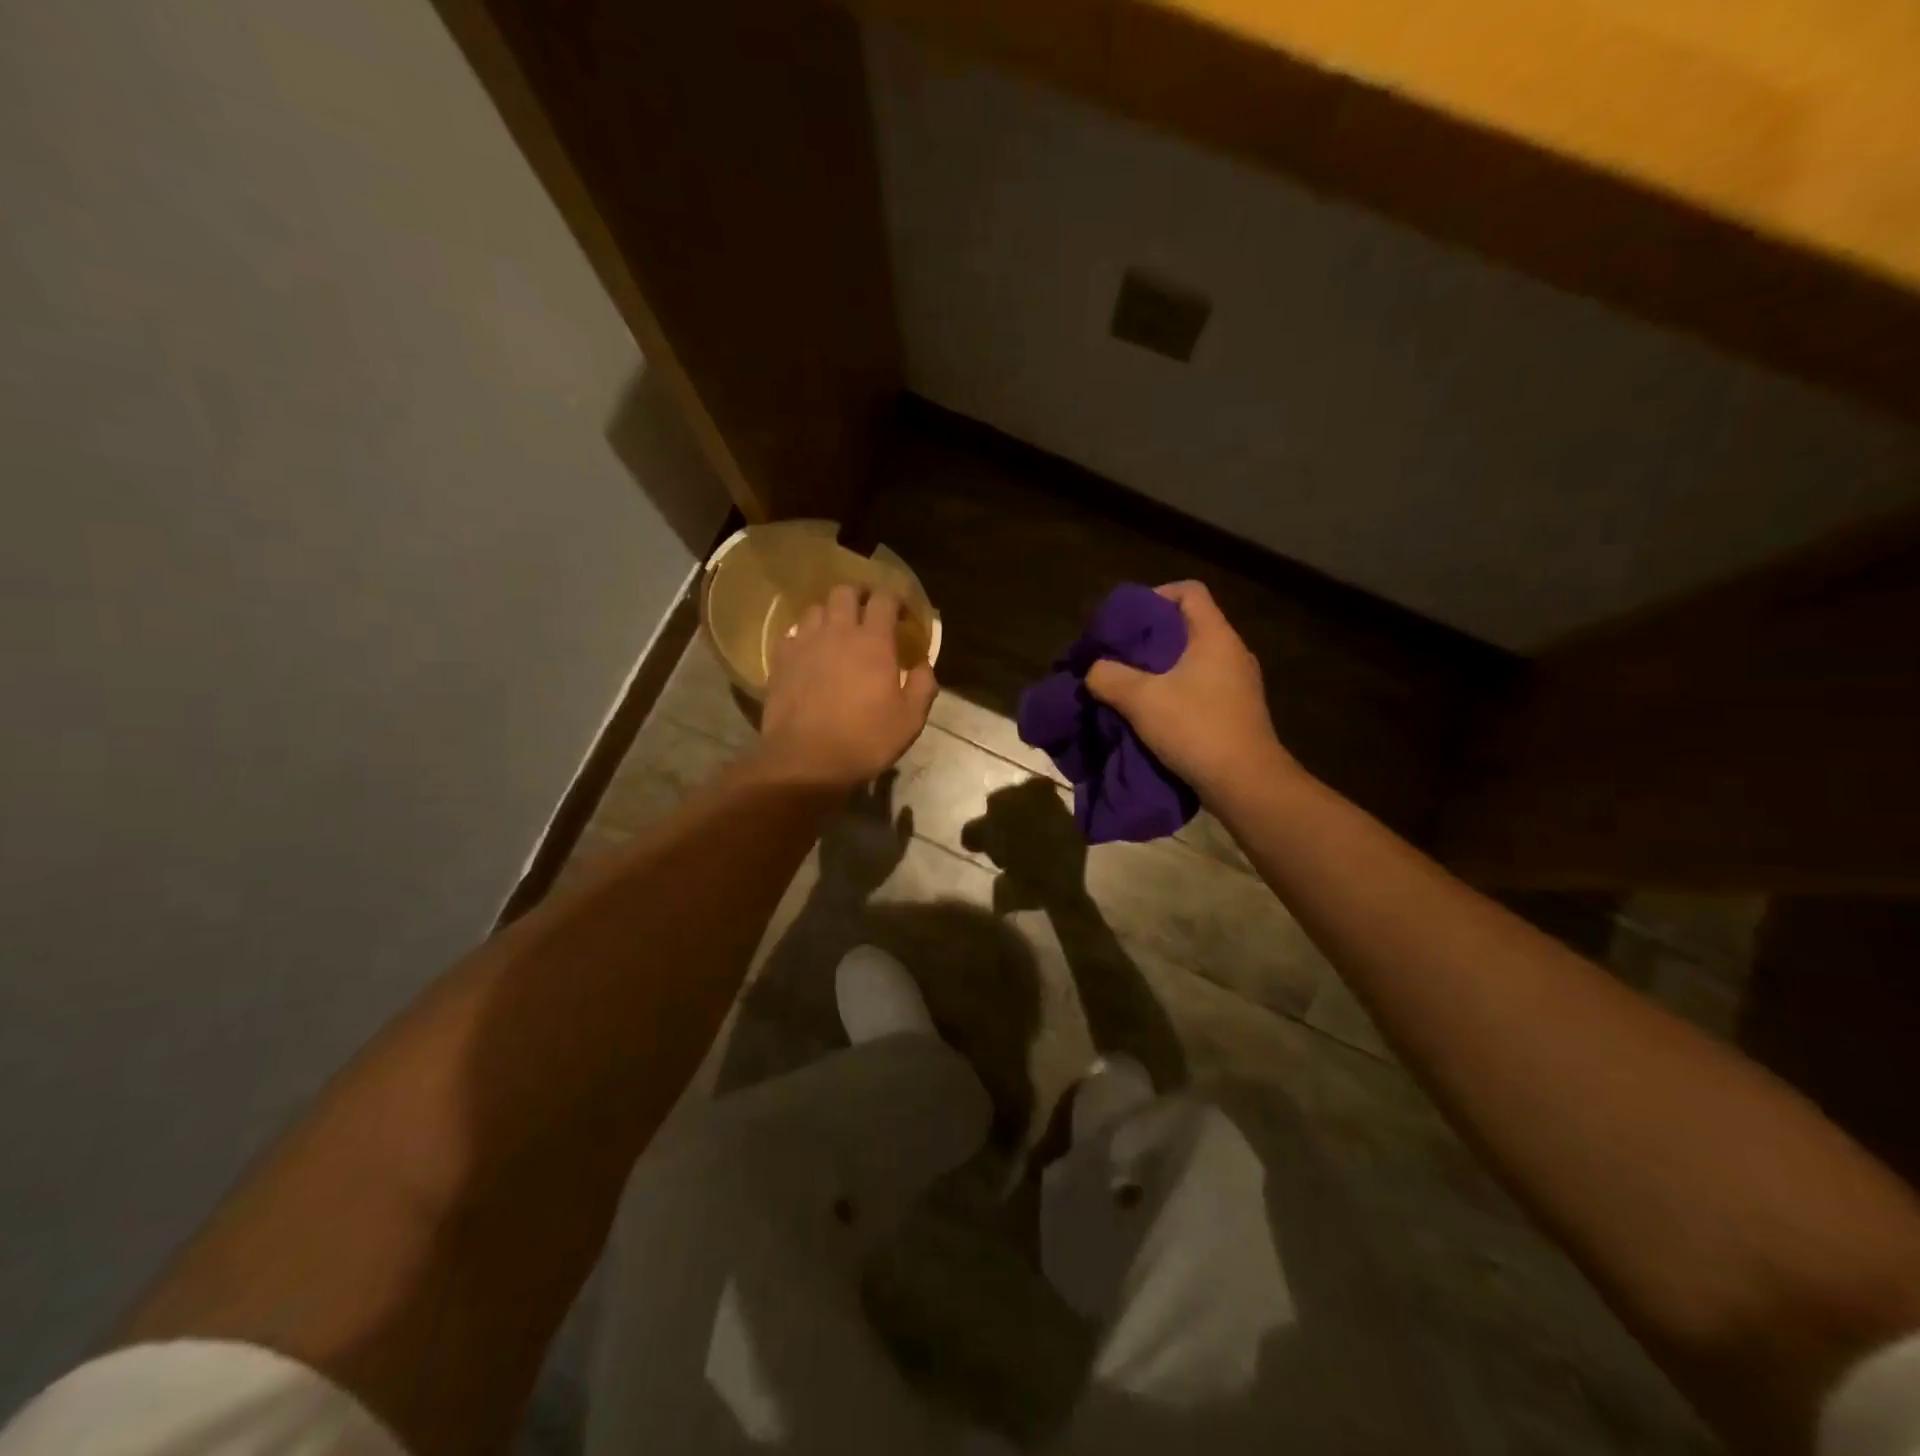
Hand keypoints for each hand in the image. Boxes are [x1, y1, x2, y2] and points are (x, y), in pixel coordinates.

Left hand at [759, 584, 936, 789]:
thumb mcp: (910, 720)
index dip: (896, 600)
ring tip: (837, 631)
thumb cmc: (865, 740)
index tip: (903, 616)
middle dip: (859, 595)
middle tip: (868, 612)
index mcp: (873, 641)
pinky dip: (805, 636)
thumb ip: (922, 686)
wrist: (806, 761)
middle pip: (845, 591)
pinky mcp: (781, 660)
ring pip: (816, 608)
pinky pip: (792, 634)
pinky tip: (810, 652)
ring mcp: (804, 643)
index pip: (885, 599)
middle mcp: (837, 632)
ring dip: (830, 613)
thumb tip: (923, 664)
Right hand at [1084, 581, 1293, 796]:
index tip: (1128, 619)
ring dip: (1161, 668)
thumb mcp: (1141, 700)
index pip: (1189, 591)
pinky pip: (1202, 687)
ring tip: (1130, 685)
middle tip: (1119, 654)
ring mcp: (1239, 684)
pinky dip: (1176, 691)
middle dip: (1150, 637)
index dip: (1156, 595)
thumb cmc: (1196, 729)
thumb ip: (1109, 677)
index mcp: (1215, 636)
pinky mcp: (1237, 711)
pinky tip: (1154, 713)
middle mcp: (1232, 653)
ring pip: (1194, 660)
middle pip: (1188, 626)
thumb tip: (1094, 670)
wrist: (1246, 784)